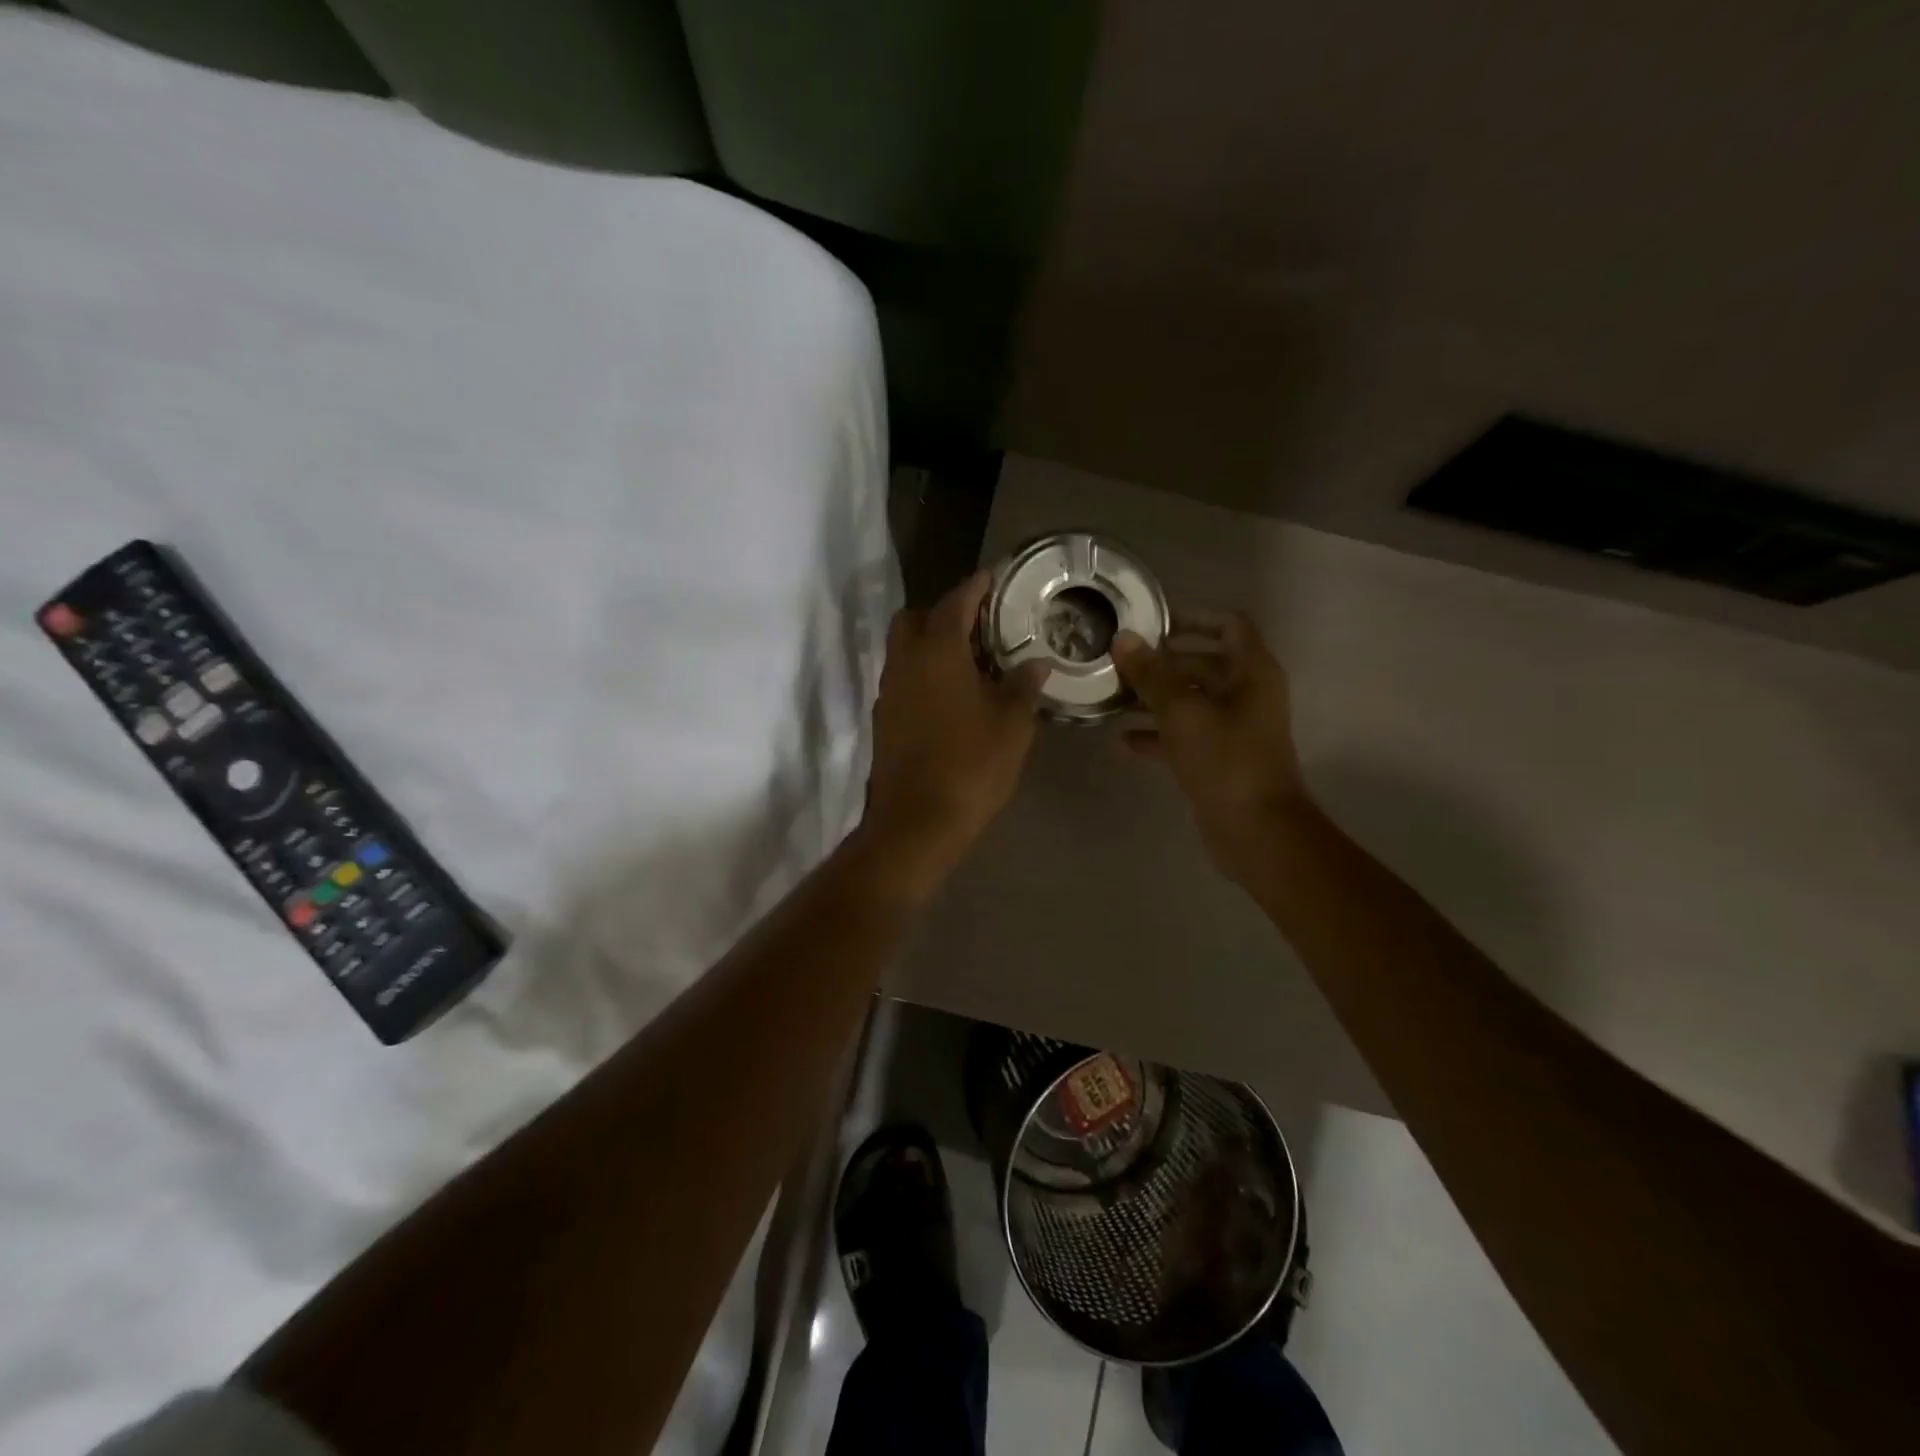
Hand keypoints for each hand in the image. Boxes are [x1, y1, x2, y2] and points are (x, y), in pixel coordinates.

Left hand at [858, 571, 1047, 895]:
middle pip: (915, 618)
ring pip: (905, 649)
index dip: (975, 586)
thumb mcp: (1012, 724)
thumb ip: (1024, 685)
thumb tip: (1037, 662)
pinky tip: (951, 693)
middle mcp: (905, 662)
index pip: (955, 602)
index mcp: (937, 651)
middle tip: (979, 623)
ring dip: (931, 643)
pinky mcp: (884, 719)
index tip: (993, 577)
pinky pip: (903, 678)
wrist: (917, 821)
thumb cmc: (971, 765)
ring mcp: (889, 691)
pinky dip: (924, 672)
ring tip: (970, 658)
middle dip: (943, 611)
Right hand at [1112, 611, 1309, 881]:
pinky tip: (1121, 742)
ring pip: (1189, 700)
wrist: (1255, 831)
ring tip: (1113, 696)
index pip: (1229, 624)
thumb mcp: (1182, 712)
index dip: (1192, 617)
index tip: (1151, 622)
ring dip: (1154, 697)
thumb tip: (1124, 639)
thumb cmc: (1225, 761)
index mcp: (1251, 671)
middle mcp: (1246, 693)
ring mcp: (1233, 728)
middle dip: (1162, 660)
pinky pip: (1184, 735)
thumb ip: (1151, 674)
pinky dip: (1156, 735)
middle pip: (1203, 662)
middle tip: (1119, 659)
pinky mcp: (1218, 758)